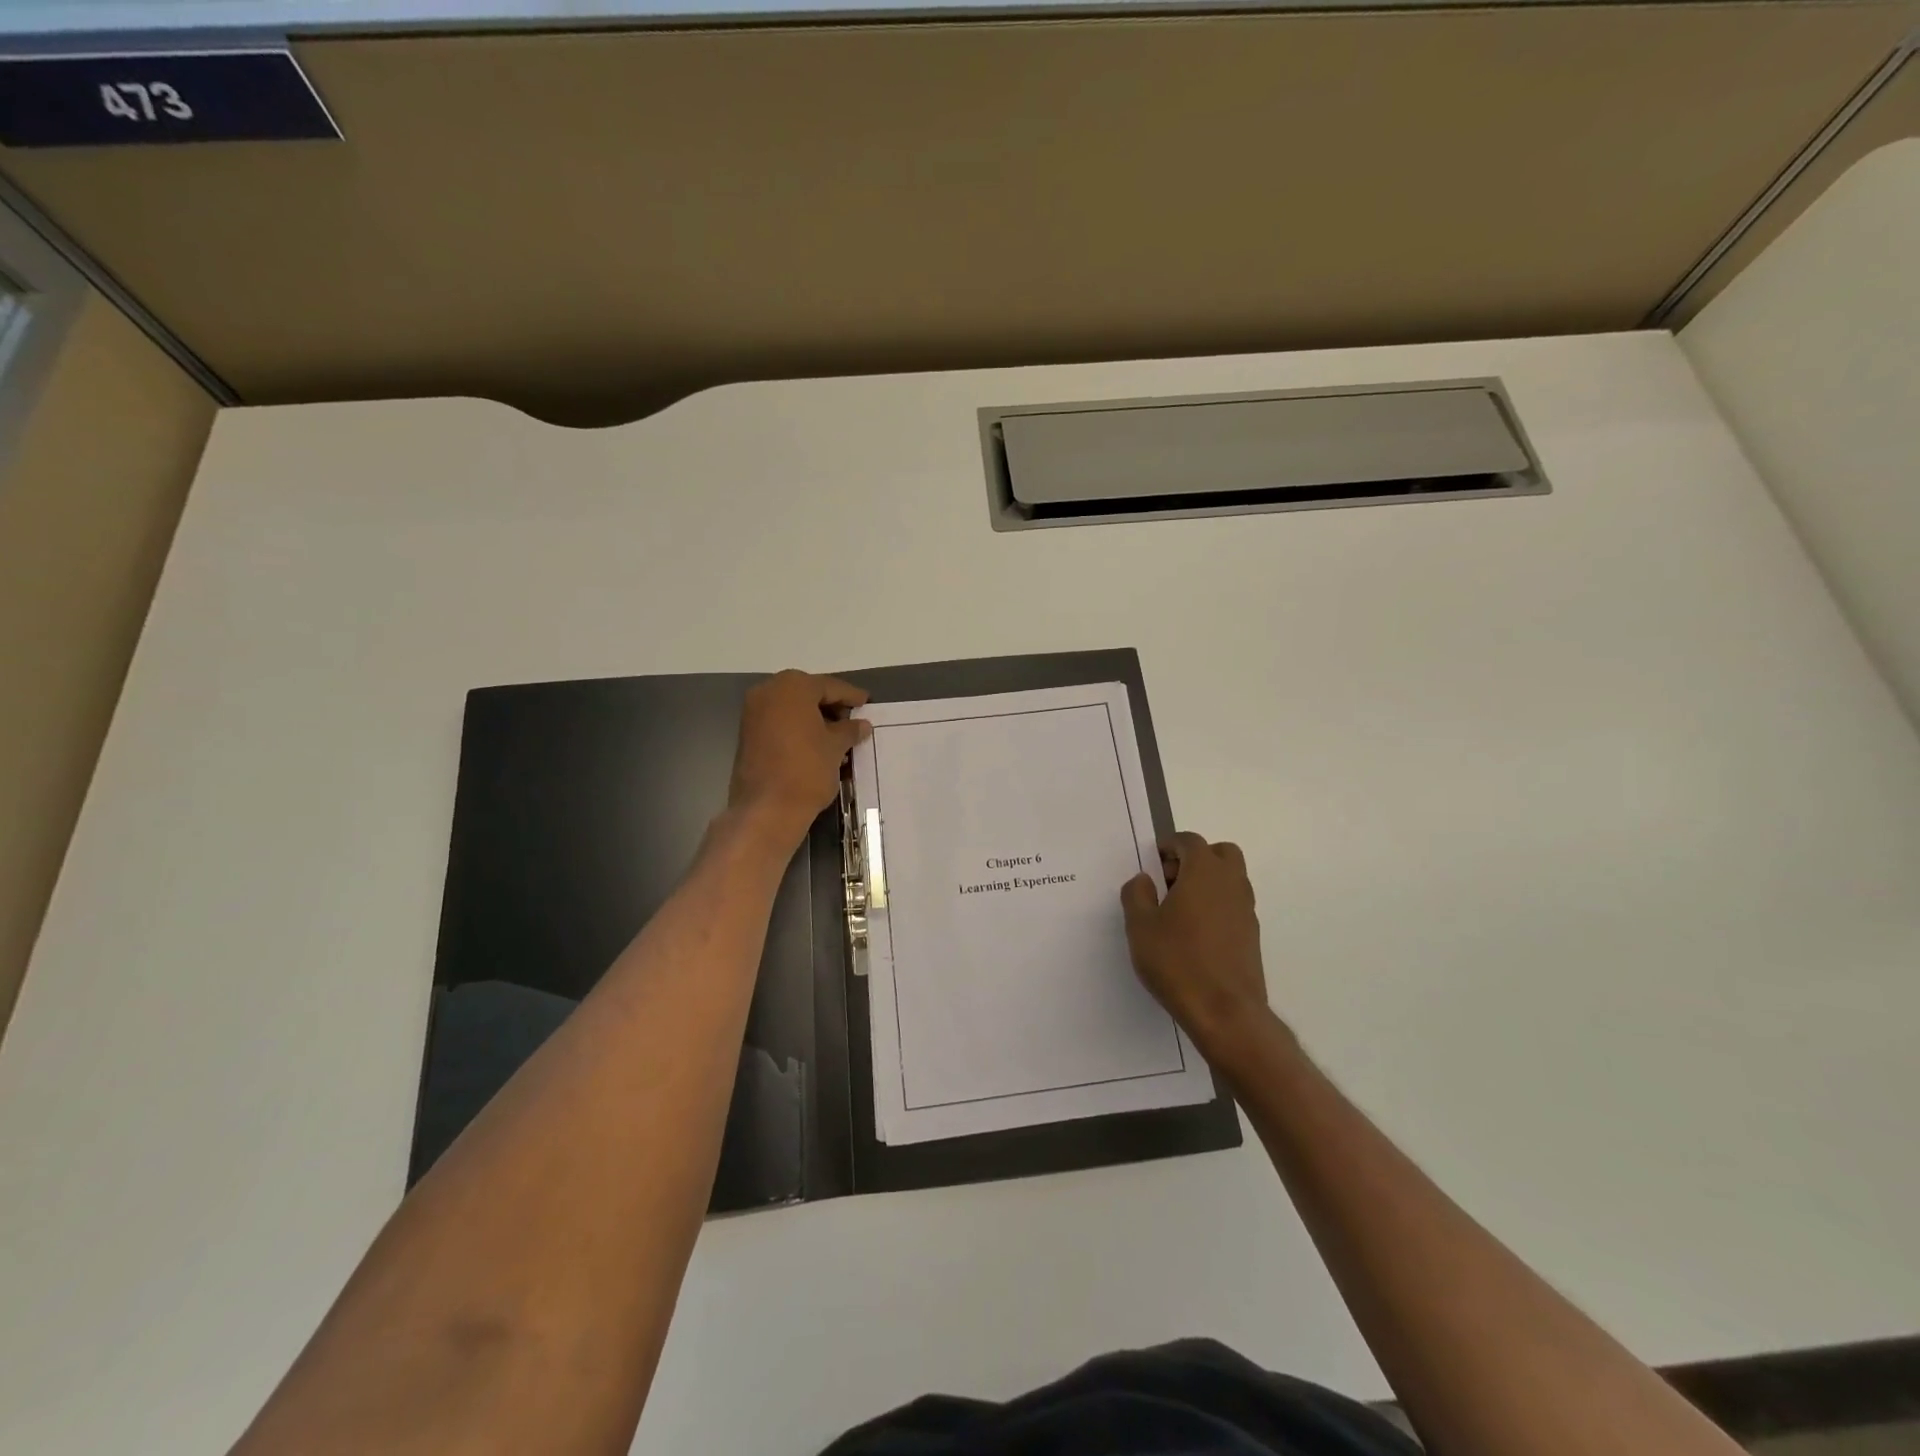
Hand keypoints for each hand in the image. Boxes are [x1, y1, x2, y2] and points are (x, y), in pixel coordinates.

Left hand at [727, 671, 870, 844]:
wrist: (767, 809)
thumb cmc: (807, 769)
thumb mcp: (836, 747)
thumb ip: (849, 730)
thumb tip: (861, 724)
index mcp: (792, 687)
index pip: (829, 686)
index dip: (851, 696)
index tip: (866, 702)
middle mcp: (769, 691)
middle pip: (808, 693)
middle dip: (831, 706)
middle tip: (853, 719)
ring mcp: (754, 712)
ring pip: (792, 709)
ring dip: (815, 718)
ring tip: (839, 735)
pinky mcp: (748, 734)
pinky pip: (780, 722)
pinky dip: (799, 728)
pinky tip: (817, 744)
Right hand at [1121, 832, 1278, 1063]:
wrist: (1225, 1012)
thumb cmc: (1177, 962)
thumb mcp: (1140, 926)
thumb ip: (1137, 895)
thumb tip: (1144, 880)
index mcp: (1204, 872)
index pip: (1190, 841)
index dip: (1169, 846)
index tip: (1152, 863)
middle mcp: (1231, 883)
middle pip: (1220, 853)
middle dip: (1195, 858)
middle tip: (1170, 881)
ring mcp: (1246, 910)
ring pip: (1230, 879)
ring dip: (1207, 882)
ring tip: (1178, 910)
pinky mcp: (1251, 935)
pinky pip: (1233, 905)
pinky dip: (1216, 905)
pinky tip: (1194, 934)